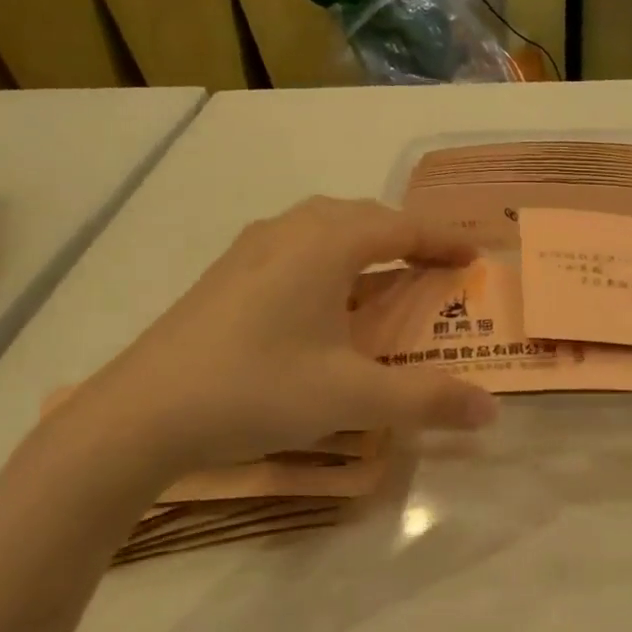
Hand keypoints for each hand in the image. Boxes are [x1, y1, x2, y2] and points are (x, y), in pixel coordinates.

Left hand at [65, 197, 497, 484]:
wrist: (140, 415)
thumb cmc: (257, 390)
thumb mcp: (353, 398)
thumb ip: (427, 400)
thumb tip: (491, 410)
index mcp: (325, 245)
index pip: (401, 227)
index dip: (443, 240)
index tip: (474, 255)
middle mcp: (288, 233)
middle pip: (362, 217)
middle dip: (404, 237)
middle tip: (434, 267)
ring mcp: (249, 252)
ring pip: (322, 230)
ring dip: (363, 246)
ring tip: (385, 278)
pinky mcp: (225, 277)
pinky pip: (294, 250)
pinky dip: (328, 263)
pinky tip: (324, 305)